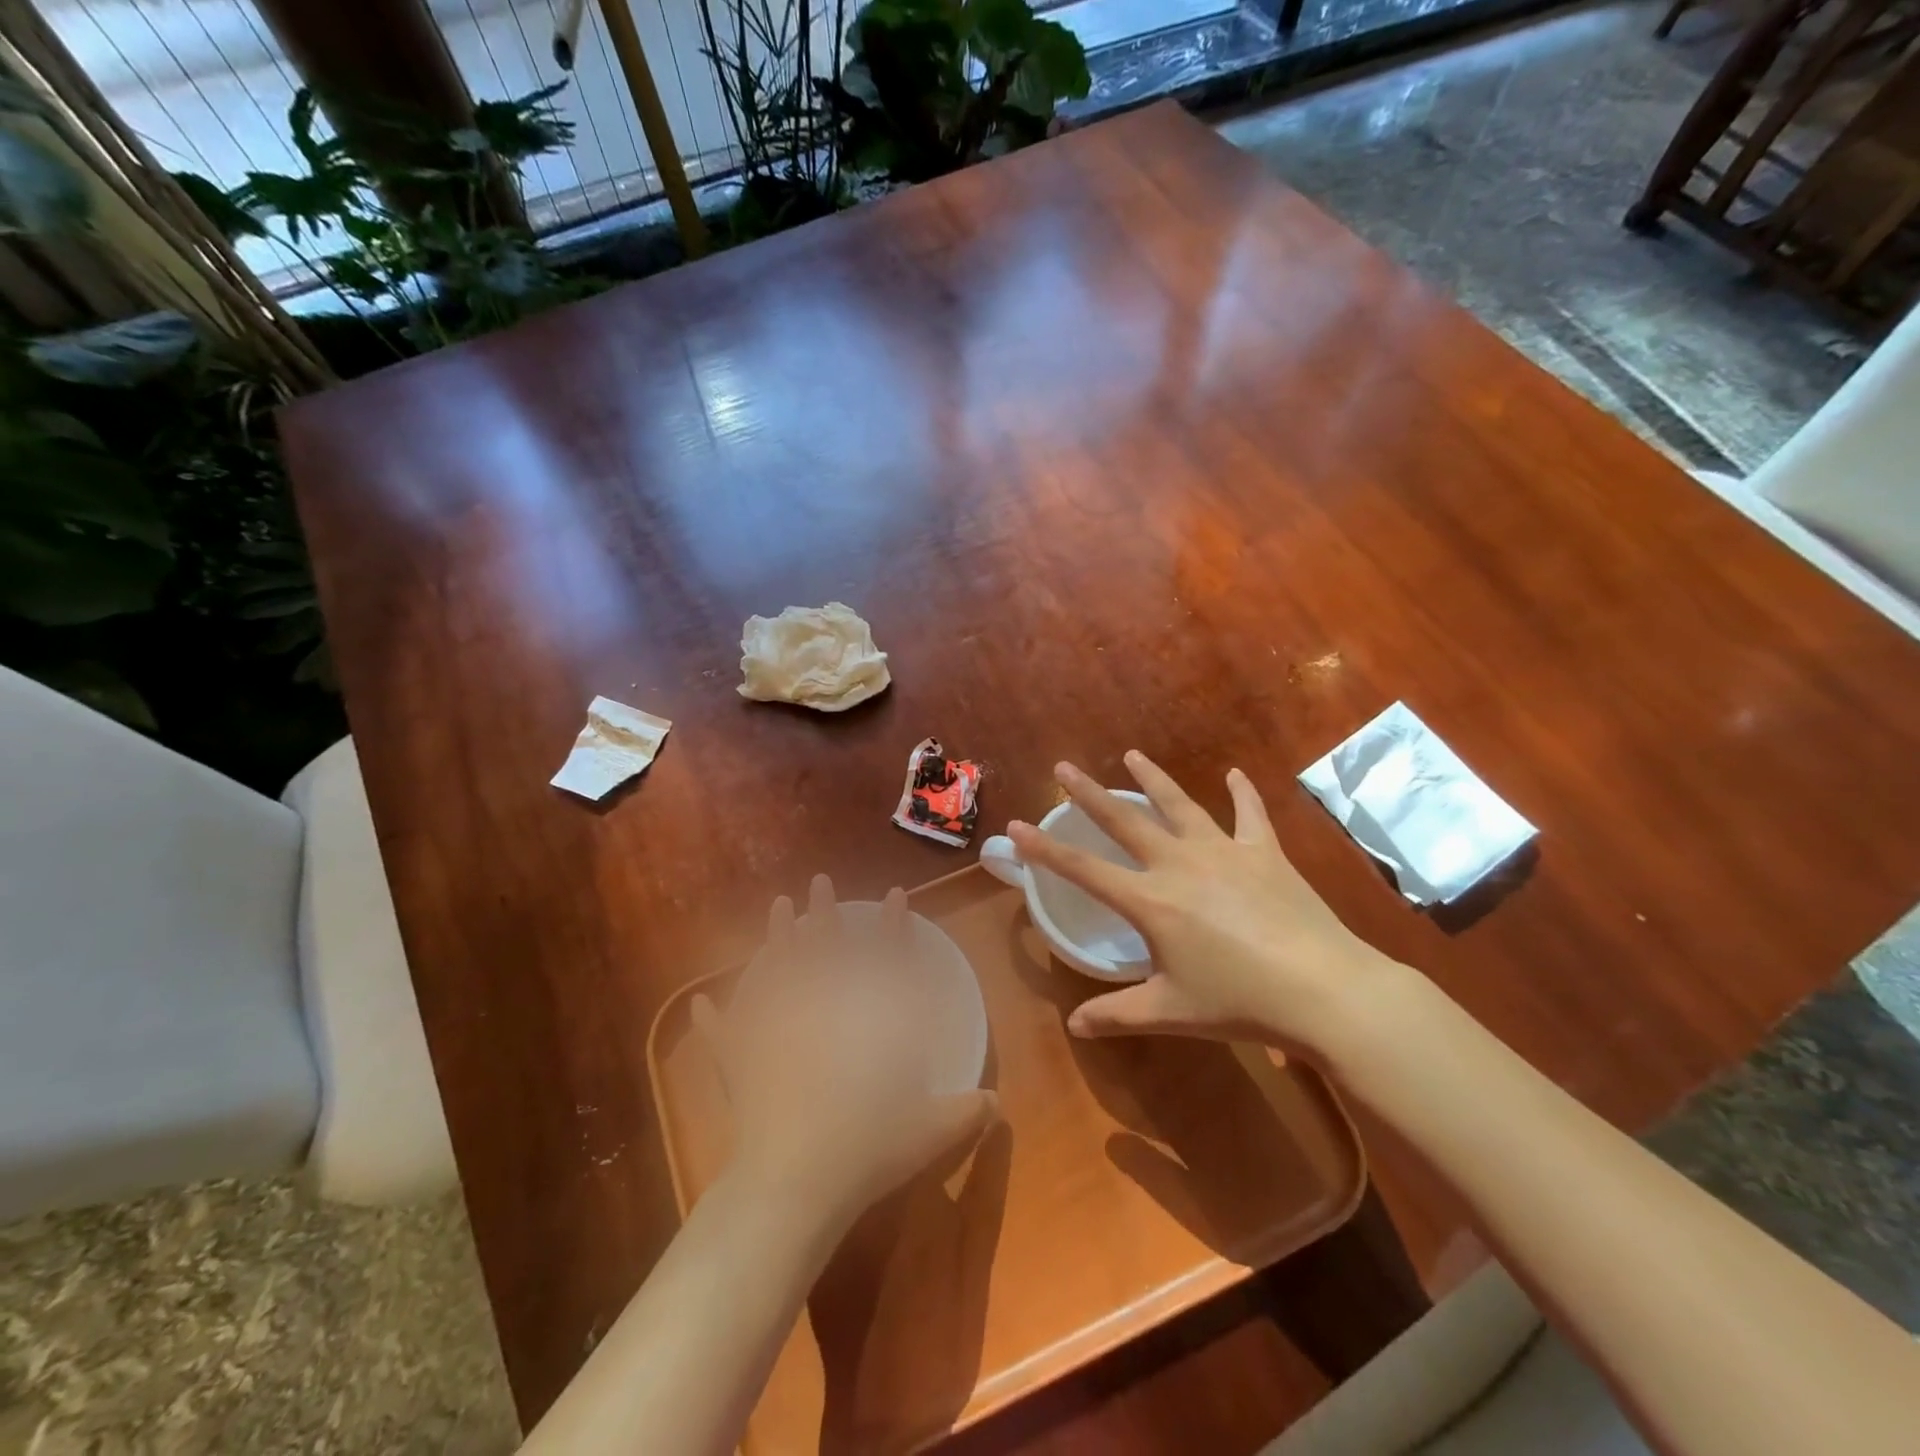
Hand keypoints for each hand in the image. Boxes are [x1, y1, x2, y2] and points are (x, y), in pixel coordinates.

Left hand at [693, 876, 999, 1232]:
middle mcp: (821, 1013)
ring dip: (777, 937)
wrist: (797, 1182)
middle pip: (824, 950)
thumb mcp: (928, 1132)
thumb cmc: (868, 1148)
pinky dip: (715, 1021)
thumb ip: (964, 1113)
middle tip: (819, 882)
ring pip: (777, 971)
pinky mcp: (743, 1061)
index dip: (894, 926)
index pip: (886, 960)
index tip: (896, 894)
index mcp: (867, 1023)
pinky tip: (700, 1003)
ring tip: (779, 906)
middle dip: (824, 913)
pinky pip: (726, 1035)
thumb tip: (998, 1104)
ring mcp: (777, 1031)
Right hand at [1007, 752, 1401, 1058]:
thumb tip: (1074, 1026)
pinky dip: (1242, 793)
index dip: (1045, 850)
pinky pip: (1249, 815)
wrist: (1324, 990)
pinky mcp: (1264, 853)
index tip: (1018, 826)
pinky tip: (1236, 773)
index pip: (1084, 870)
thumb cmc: (1240, 1003)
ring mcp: (1224, 852)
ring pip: (1179, 805)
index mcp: (1150, 901)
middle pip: (1124, 821)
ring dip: (1153, 779)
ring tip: (1132, 754)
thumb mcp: (1171, 1013)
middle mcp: (1179, 865)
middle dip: (1089, 794)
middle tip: (1064, 767)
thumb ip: (1117, 1014)